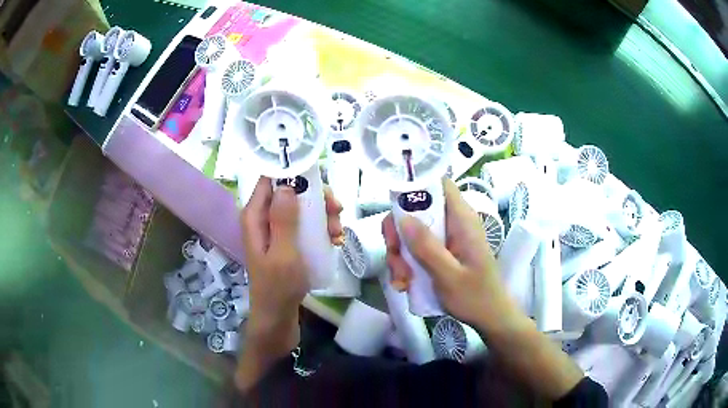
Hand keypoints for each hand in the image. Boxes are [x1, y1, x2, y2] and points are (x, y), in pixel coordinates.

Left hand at [240, 176, 343, 334]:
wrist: (278, 318)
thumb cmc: (278, 287)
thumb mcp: (283, 253)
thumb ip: (283, 219)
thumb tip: (287, 184)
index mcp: (255, 216)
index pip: (269, 179)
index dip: (293, 173)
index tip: (319, 179)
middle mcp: (263, 218)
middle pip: (290, 192)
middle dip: (316, 198)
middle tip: (336, 211)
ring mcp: (276, 231)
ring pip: (302, 208)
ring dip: (323, 215)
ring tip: (337, 233)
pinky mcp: (287, 242)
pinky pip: (306, 226)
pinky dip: (321, 229)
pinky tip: (335, 241)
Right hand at [382, 178, 517, 329]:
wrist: (490, 317)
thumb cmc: (476, 297)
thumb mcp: (449, 276)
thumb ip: (427, 247)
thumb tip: (402, 217)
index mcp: (462, 219)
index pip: (438, 183)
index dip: (415, 187)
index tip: (395, 210)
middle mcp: (453, 222)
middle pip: (416, 209)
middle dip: (398, 233)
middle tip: (394, 257)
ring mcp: (446, 238)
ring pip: (412, 232)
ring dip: (399, 254)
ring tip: (402, 280)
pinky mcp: (441, 251)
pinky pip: (416, 248)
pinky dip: (406, 264)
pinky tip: (405, 284)